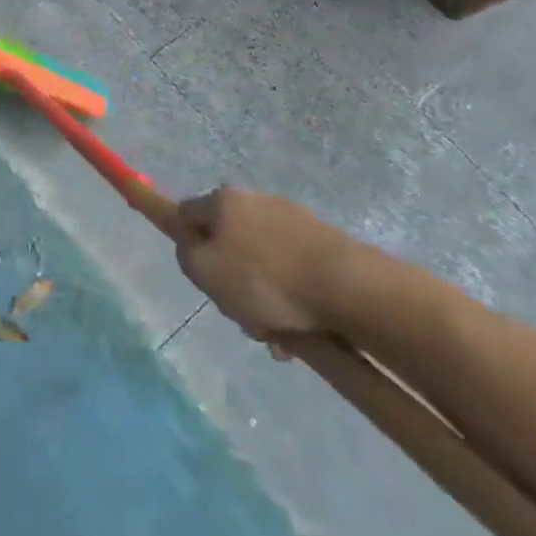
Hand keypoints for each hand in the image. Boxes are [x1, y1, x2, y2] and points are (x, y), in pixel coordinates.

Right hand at [174, 187, 354, 349]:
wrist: (349, 289)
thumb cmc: (264, 279)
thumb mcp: (205, 271)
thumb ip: (186, 254)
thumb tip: (193, 246)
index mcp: (224, 200)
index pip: (187, 214)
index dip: (187, 245)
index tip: (200, 275)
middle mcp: (257, 200)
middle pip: (229, 242)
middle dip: (232, 279)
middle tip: (239, 313)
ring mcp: (295, 220)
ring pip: (264, 262)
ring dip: (264, 296)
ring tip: (276, 335)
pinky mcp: (327, 243)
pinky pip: (295, 271)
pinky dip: (292, 297)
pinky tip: (300, 330)